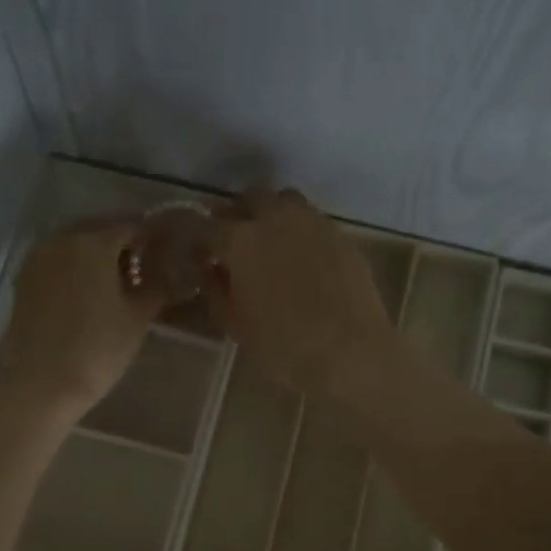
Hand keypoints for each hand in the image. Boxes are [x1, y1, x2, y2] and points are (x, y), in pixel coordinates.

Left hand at [0, 215, 162, 421]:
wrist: (40, 385)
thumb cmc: (97, 350)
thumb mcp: (137, 318)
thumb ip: (155, 286)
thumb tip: (170, 270)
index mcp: (93, 242)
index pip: (130, 225)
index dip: (151, 236)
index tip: (166, 250)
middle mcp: (61, 240)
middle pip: (99, 229)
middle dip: (122, 241)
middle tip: (144, 264)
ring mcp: (38, 259)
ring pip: (75, 243)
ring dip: (97, 253)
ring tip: (118, 279)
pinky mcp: (24, 280)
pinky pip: (57, 261)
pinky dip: (76, 267)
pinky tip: (90, 290)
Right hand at [209, 189, 399, 398]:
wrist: (350, 353)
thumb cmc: (283, 346)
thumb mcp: (236, 325)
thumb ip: (216, 291)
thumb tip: (211, 271)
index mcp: (241, 241)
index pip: (207, 226)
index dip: (200, 240)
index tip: (201, 256)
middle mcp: (276, 219)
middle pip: (250, 198)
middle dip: (238, 215)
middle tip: (235, 243)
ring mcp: (314, 223)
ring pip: (285, 201)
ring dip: (272, 215)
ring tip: (271, 244)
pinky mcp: (342, 236)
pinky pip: (313, 223)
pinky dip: (301, 233)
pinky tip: (303, 261)